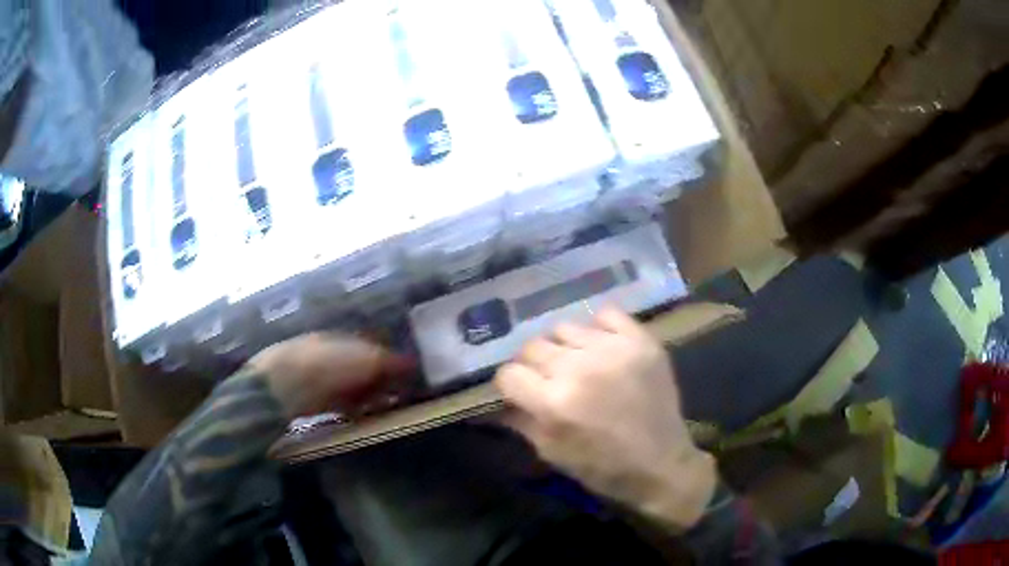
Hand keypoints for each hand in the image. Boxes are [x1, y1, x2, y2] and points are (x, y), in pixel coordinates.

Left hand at [249, 333, 411, 418]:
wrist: (285, 384)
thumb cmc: (329, 365)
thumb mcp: (366, 359)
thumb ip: (389, 362)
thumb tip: (412, 363)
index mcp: (344, 338)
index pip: (372, 347)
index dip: (390, 361)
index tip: (408, 377)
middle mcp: (332, 354)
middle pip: (362, 368)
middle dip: (381, 381)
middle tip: (399, 396)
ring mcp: (321, 377)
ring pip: (352, 387)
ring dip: (368, 397)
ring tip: (384, 409)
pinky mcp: (314, 399)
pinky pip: (341, 403)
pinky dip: (353, 409)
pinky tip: (360, 417)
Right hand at [494, 308, 716, 529]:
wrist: (661, 464)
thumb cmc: (602, 468)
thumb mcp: (552, 453)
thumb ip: (522, 421)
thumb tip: (501, 400)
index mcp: (554, 402)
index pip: (509, 373)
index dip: (510, 384)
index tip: (520, 391)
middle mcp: (579, 369)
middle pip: (533, 346)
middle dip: (533, 365)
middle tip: (548, 379)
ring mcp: (613, 350)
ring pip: (564, 328)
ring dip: (564, 347)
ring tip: (578, 363)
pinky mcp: (641, 341)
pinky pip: (606, 314)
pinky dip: (599, 328)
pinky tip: (602, 347)